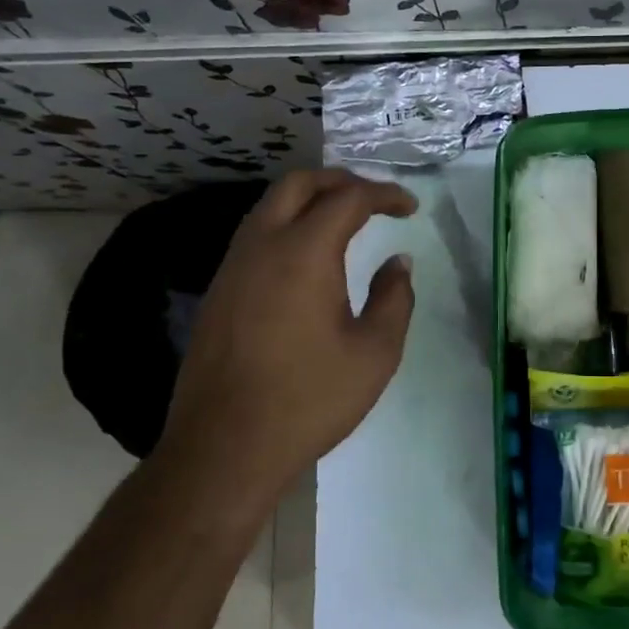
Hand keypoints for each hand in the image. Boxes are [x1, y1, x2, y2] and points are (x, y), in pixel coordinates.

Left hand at [158, 169, 416, 515]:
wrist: (224, 447)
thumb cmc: (309, 399)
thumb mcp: (374, 353)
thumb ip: (394, 299)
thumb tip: (398, 263)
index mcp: (304, 252)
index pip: (348, 198)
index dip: (384, 195)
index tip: (410, 207)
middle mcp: (262, 246)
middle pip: (298, 184)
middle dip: (340, 180)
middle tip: (373, 200)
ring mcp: (232, 267)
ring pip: (269, 206)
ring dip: (309, 200)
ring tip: (343, 220)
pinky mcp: (218, 291)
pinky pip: (254, 235)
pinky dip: (286, 225)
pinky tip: (306, 258)